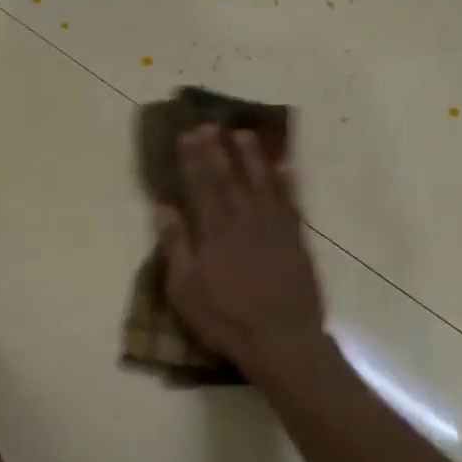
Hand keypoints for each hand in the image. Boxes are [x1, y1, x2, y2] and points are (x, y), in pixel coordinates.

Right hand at [157, 126, 326, 375]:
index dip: (193, 158)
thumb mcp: (186, 288)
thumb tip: (164, 207)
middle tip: (211, 123)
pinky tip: (287, 167)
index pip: (201, 185)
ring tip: (245, 133)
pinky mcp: (297, 240)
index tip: (187, 134)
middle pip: (230, 177)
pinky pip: (292, 202)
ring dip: (254, 156)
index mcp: (215, 231)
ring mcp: (275, 228)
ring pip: (264, 182)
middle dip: (218, 149)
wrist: (281, 338)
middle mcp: (245, 220)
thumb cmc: (225, 319)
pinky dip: (288, 182)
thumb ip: (177, 245)